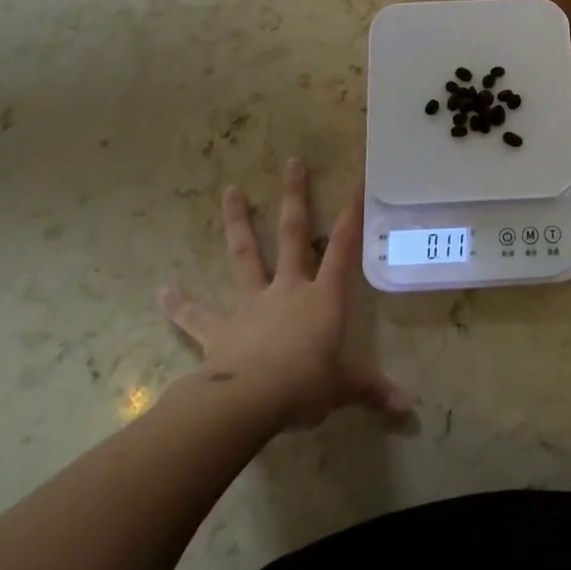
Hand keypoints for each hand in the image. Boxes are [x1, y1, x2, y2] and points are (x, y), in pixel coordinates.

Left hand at [158, 158, 410, 430]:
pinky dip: (180, 304)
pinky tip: (162, 291)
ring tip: (230, 191)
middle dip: (295, 197)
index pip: (344, 246)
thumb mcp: (344, 388)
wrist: (247, 402)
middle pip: (294, 234)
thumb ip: (373, 391)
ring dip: (238, 223)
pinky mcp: (219, 330)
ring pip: (246, 256)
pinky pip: (197, 316)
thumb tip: (408, 407)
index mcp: (322, 297)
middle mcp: (287, 288)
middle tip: (291, 162)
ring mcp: (251, 305)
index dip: (353, 213)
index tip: (358, 179)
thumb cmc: (304, 386)